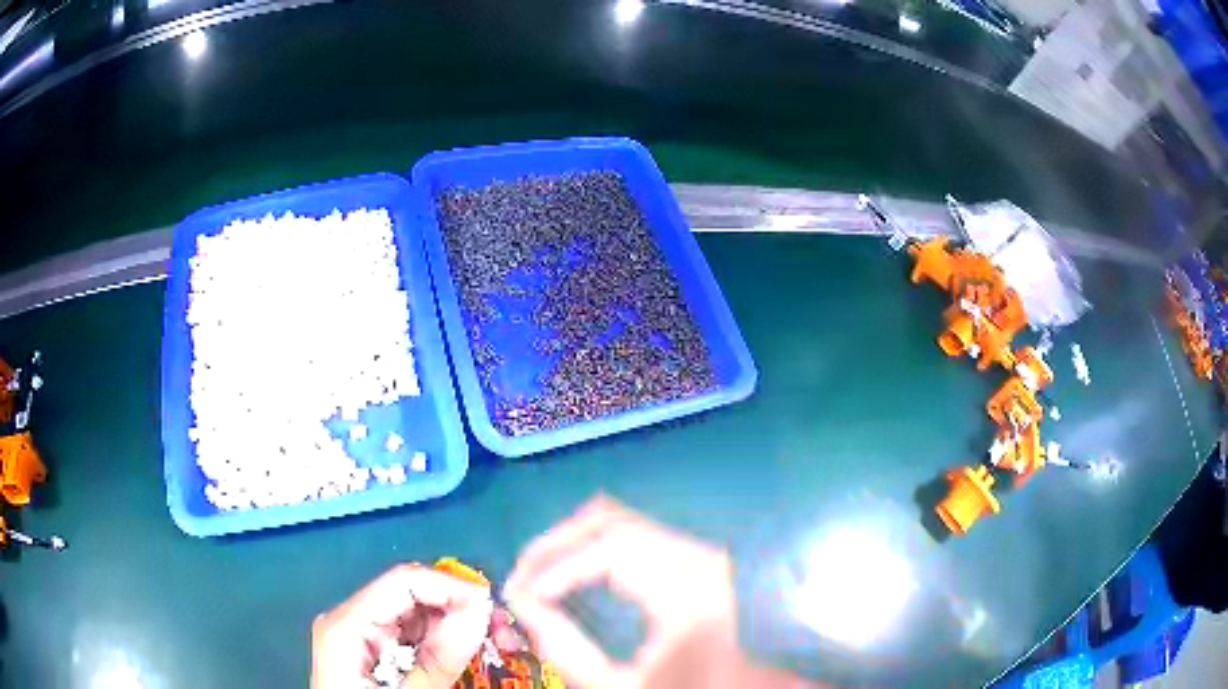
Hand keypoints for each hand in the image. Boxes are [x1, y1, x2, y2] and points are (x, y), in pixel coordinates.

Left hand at [312, 563, 492, 688]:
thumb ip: (437, 660)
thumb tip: (478, 612)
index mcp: (346, 624)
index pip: (403, 582)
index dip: (451, 588)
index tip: (494, 609)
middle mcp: (351, 620)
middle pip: (412, 597)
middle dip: (460, 610)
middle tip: (503, 631)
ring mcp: (362, 636)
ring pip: (418, 617)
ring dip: (459, 627)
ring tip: (497, 643)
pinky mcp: (375, 653)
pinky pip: (415, 638)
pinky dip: (445, 644)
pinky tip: (470, 654)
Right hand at [503, 496, 746, 688]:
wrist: (730, 684)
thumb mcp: (617, 687)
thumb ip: (566, 650)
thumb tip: (519, 600)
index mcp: (690, 601)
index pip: (616, 550)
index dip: (561, 565)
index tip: (523, 593)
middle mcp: (698, 562)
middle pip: (613, 523)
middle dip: (556, 545)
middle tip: (519, 576)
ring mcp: (696, 550)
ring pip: (618, 517)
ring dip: (568, 539)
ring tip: (535, 571)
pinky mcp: (687, 549)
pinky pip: (628, 527)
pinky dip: (588, 539)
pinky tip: (567, 566)